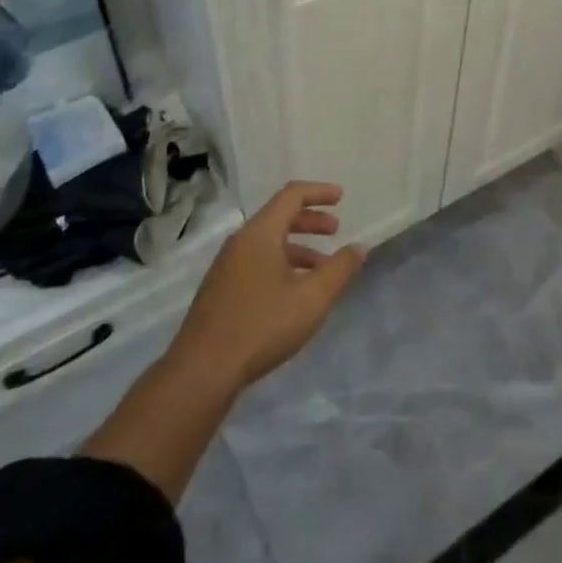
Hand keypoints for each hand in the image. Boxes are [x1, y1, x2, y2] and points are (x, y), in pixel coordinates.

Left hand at [171, 181, 363, 389]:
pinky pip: (257, 262)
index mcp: (260, 233)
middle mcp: (240, 242)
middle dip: (310, 220)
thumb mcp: (312, 298)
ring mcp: (227, 266)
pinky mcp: (221, 290)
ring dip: (298, 248)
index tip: (341, 197)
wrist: (202, 370)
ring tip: (322, 269)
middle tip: (335, 230)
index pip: (292, 195)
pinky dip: (282, 264)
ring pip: (268, 243)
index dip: (319, 192)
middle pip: (279, 217)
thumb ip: (339, 269)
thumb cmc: (262, 325)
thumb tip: (358, 247)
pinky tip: (294, 293)